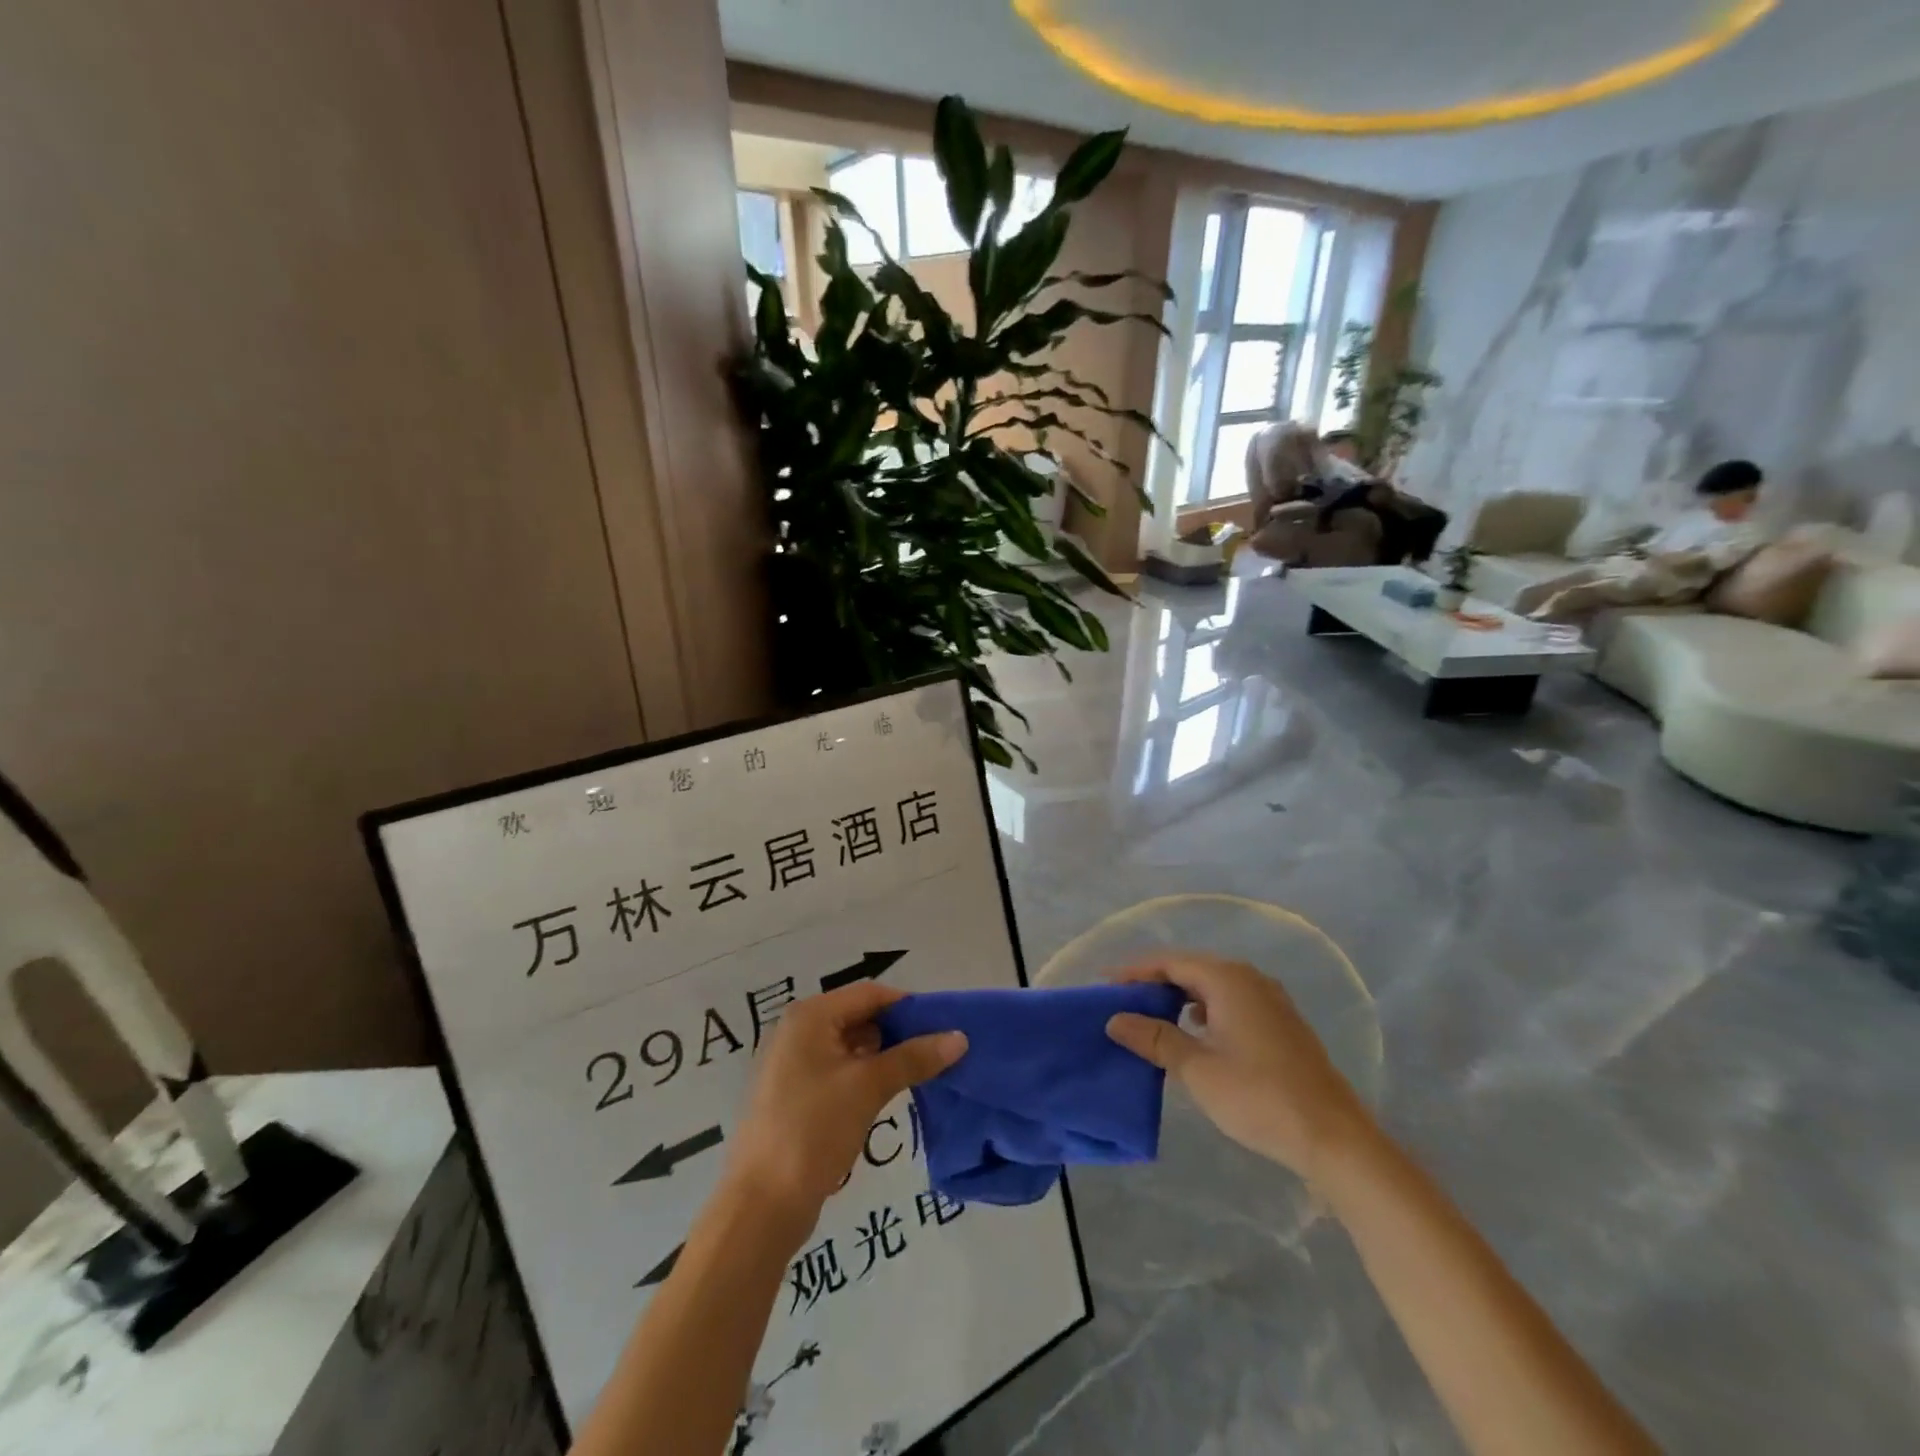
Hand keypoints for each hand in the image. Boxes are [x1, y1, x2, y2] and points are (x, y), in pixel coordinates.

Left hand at [724, 982, 964, 1231]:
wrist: (760, 1206)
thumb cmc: (813, 1130)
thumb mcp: (868, 1087)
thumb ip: (913, 1058)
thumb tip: (960, 1037)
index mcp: (809, 1016)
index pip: (870, 993)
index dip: (908, 1006)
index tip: (943, 1026)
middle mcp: (797, 1030)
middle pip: (859, 1016)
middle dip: (898, 1031)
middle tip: (937, 1052)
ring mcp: (792, 1063)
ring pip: (850, 1045)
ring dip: (883, 1055)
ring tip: (920, 1073)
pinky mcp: (794, 1094)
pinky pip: (837, 1069)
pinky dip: (864, 1075)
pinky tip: (888, 1093)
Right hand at [1105, 953, 1375, 1183]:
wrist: (1334, 1138)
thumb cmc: (1259, 1097)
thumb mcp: (1197, 1068)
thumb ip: (1155, 1038)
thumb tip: (1115, 1019)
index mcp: (1228, 979)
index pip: (1170, 962)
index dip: (1135, 972)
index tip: (1105, 987)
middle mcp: (1250, 979)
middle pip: (1191, 969)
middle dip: (1155, 984)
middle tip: (1122, 1003)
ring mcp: (1270, 1001)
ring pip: (1212, 987)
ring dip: (1179, 999)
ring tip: (1151, 1019)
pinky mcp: (1281, 1025)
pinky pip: (1231, 1004)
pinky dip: (1204, 1012)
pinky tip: (1194, 1035)